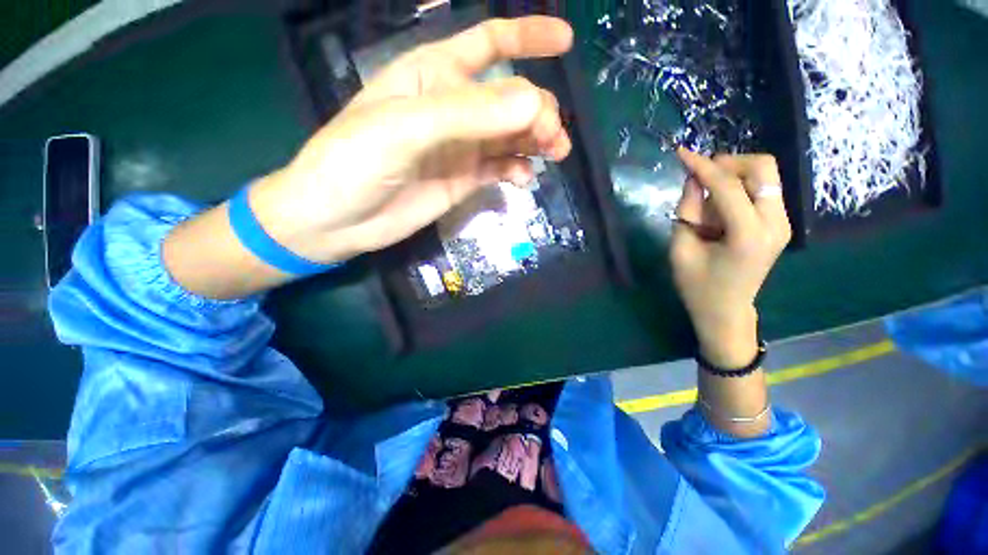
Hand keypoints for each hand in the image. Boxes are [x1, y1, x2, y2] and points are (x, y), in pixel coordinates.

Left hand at [250, 17, 573, 263]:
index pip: (489, 44)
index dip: (528, 37)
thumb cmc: (355, 162)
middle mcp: (454, 108)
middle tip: (552, 136)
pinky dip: (517, 170)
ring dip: (536, 141)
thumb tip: (533, 102)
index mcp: (434, 75)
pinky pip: (501, 168)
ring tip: (553, 153)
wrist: (338, 219)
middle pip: (510, 98)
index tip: (566, 42)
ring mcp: (461, 148)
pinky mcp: (464, 179)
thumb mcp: (407, 128)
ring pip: (511, 135)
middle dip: (538, 111)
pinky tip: (523, 179)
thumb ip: (469, 114)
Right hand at [670, 149, 791, 367]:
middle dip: (728, 163)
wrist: (726, 311)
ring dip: (734, 173)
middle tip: (700, 177)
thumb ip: (686, 212)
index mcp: (748, 235)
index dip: (702, 166)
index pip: (728, 186)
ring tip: (707, 194)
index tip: (681, 153)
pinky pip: (764, 189)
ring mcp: (783, 223)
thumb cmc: (697, 286)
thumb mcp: (680, 250)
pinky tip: (720, 203)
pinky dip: (740, 185)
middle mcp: (775, 223)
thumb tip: (692, 180)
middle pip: (762, 168)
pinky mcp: (780, 224)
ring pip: (766, 174)